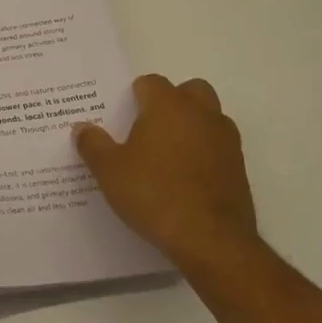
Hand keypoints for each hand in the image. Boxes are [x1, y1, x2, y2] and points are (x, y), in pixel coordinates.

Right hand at [75, 74, 260, 276]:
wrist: (211, 240)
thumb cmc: (154, 194)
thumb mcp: (109, 171)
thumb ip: (93, 144)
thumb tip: (82, 127)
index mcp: (168, 106)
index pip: (151, 82)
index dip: (135, 96)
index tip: (122, 116)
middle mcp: (201, 114)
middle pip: (190, 90)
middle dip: (172, 101)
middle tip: (148, 127)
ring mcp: (226, 141)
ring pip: (209, 117)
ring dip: (192, 126)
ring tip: (167, 153)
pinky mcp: (239, 168)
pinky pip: (218, 147)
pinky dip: (205, 153)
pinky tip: (185, 178)